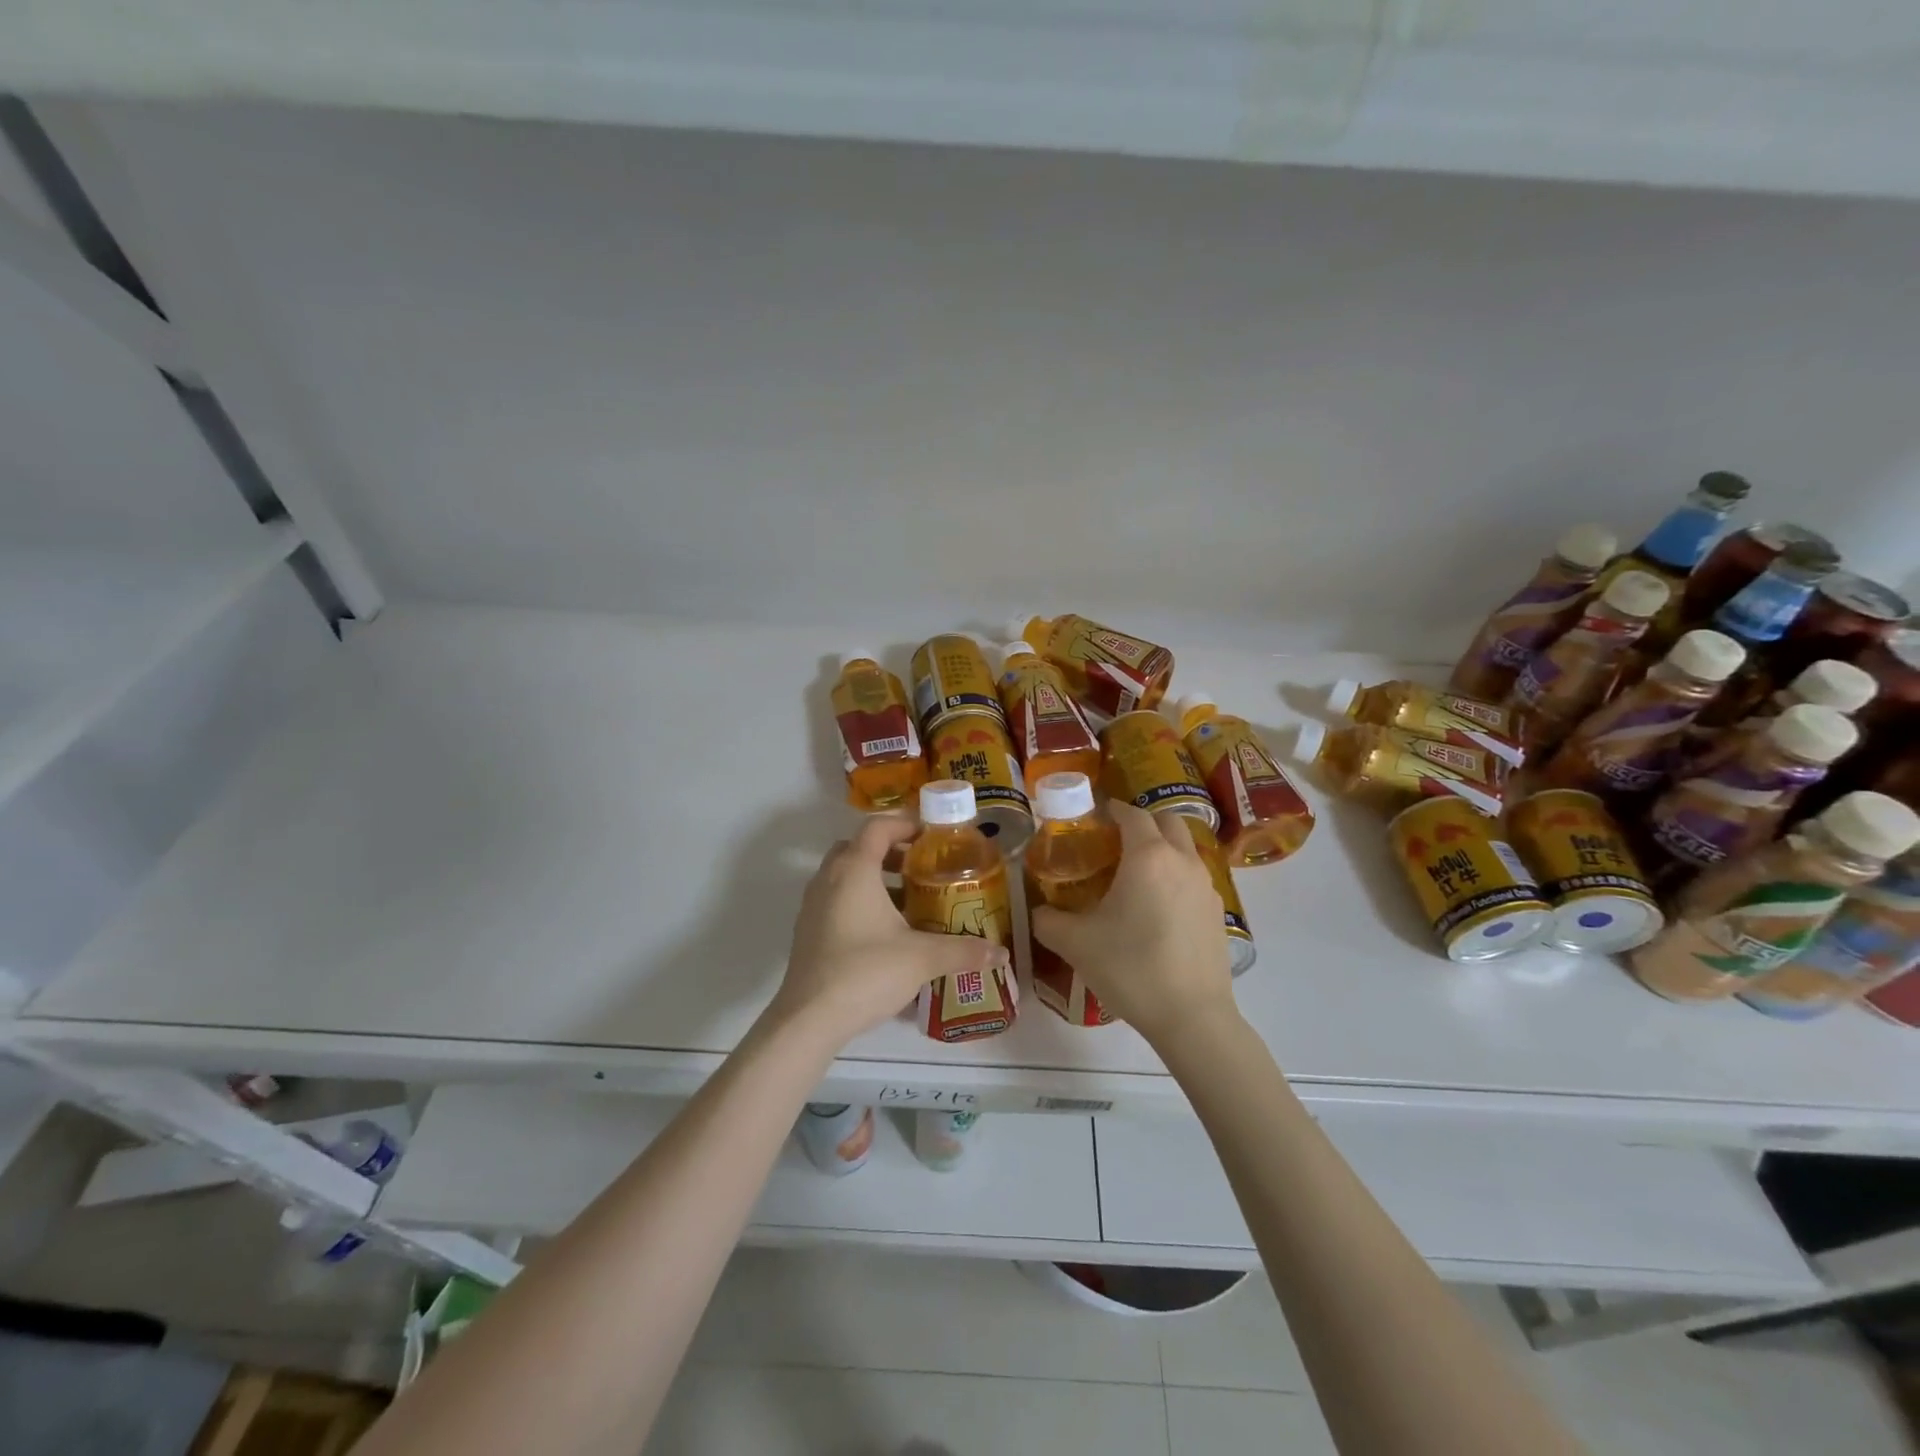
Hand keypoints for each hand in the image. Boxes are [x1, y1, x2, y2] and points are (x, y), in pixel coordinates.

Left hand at [768, 816, 1010, 1050]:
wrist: (809, 1019)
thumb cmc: (866, 972)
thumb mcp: (922, 958)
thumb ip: (963, 950)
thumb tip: (1001, 954)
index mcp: (854, 870)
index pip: (877, 827)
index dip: (905, 823)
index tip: (933, 835)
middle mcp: (829, 878)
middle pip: (858, 847)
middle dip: (891, 850)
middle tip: (921, 866)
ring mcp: (813, 905)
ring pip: (845, 874)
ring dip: (875, 877)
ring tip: (909, 900)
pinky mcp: (808, 931)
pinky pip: (836, 899)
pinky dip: (860, 900)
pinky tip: (885, 931)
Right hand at [1029, 802, 1236, 1044]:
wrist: (1192, 1017)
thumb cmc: (1131, 969)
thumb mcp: (1075, 944)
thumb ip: (1048, 920)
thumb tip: (1037, 911)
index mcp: (1147, 857)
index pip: (1131, 814)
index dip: (1111, 809)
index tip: (1092, 815)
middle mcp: (1182, 861)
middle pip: (1166, 821)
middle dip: (1141, 822)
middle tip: (1114, 841)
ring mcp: (1206, 886)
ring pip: (1184, 848)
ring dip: (1162, 848)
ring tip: (1135, 875)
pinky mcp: (1218, 912)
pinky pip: (1194, 877)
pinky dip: (1176, 876)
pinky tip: (1158, 908)